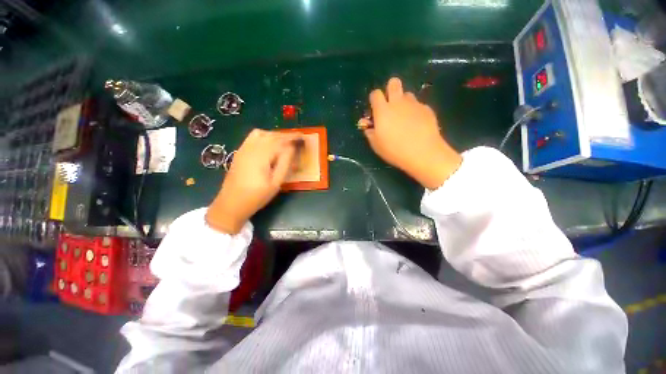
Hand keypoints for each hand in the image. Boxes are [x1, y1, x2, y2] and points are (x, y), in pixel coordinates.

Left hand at [206, 129, 301, 233]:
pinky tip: (269, 145)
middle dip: (284, 135)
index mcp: (261, 157)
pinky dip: (264, 136)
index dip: (291, 138)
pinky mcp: (239, 152)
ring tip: (283, 142)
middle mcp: (251, 149)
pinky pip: (252, 137)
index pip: (279, 141)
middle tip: (296, 140)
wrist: (231, 203)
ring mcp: (243, 150)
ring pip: (261, 134)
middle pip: (270, 135)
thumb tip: (292, 148)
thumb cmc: (257, 196)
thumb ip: (285, 164)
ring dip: (274, 135)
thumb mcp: (275, 183)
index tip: (301, 136)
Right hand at [361, 77, 461, 189]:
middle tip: (390, 105)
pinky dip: (415, 112)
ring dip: (403, 102)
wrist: (423, 153)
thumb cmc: (394, 150)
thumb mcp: (376, 144)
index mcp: (383, 110)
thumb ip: (369, 131)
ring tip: (404, 118)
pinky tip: (417, 125)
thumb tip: (365, 123)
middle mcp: (398, 102)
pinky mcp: (426, 109)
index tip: (375, 110)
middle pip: (393, 82)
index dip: (374, 99)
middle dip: (390, 89)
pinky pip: (418, 105)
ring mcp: (414, 104)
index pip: (375, 94)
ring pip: (407, 94)